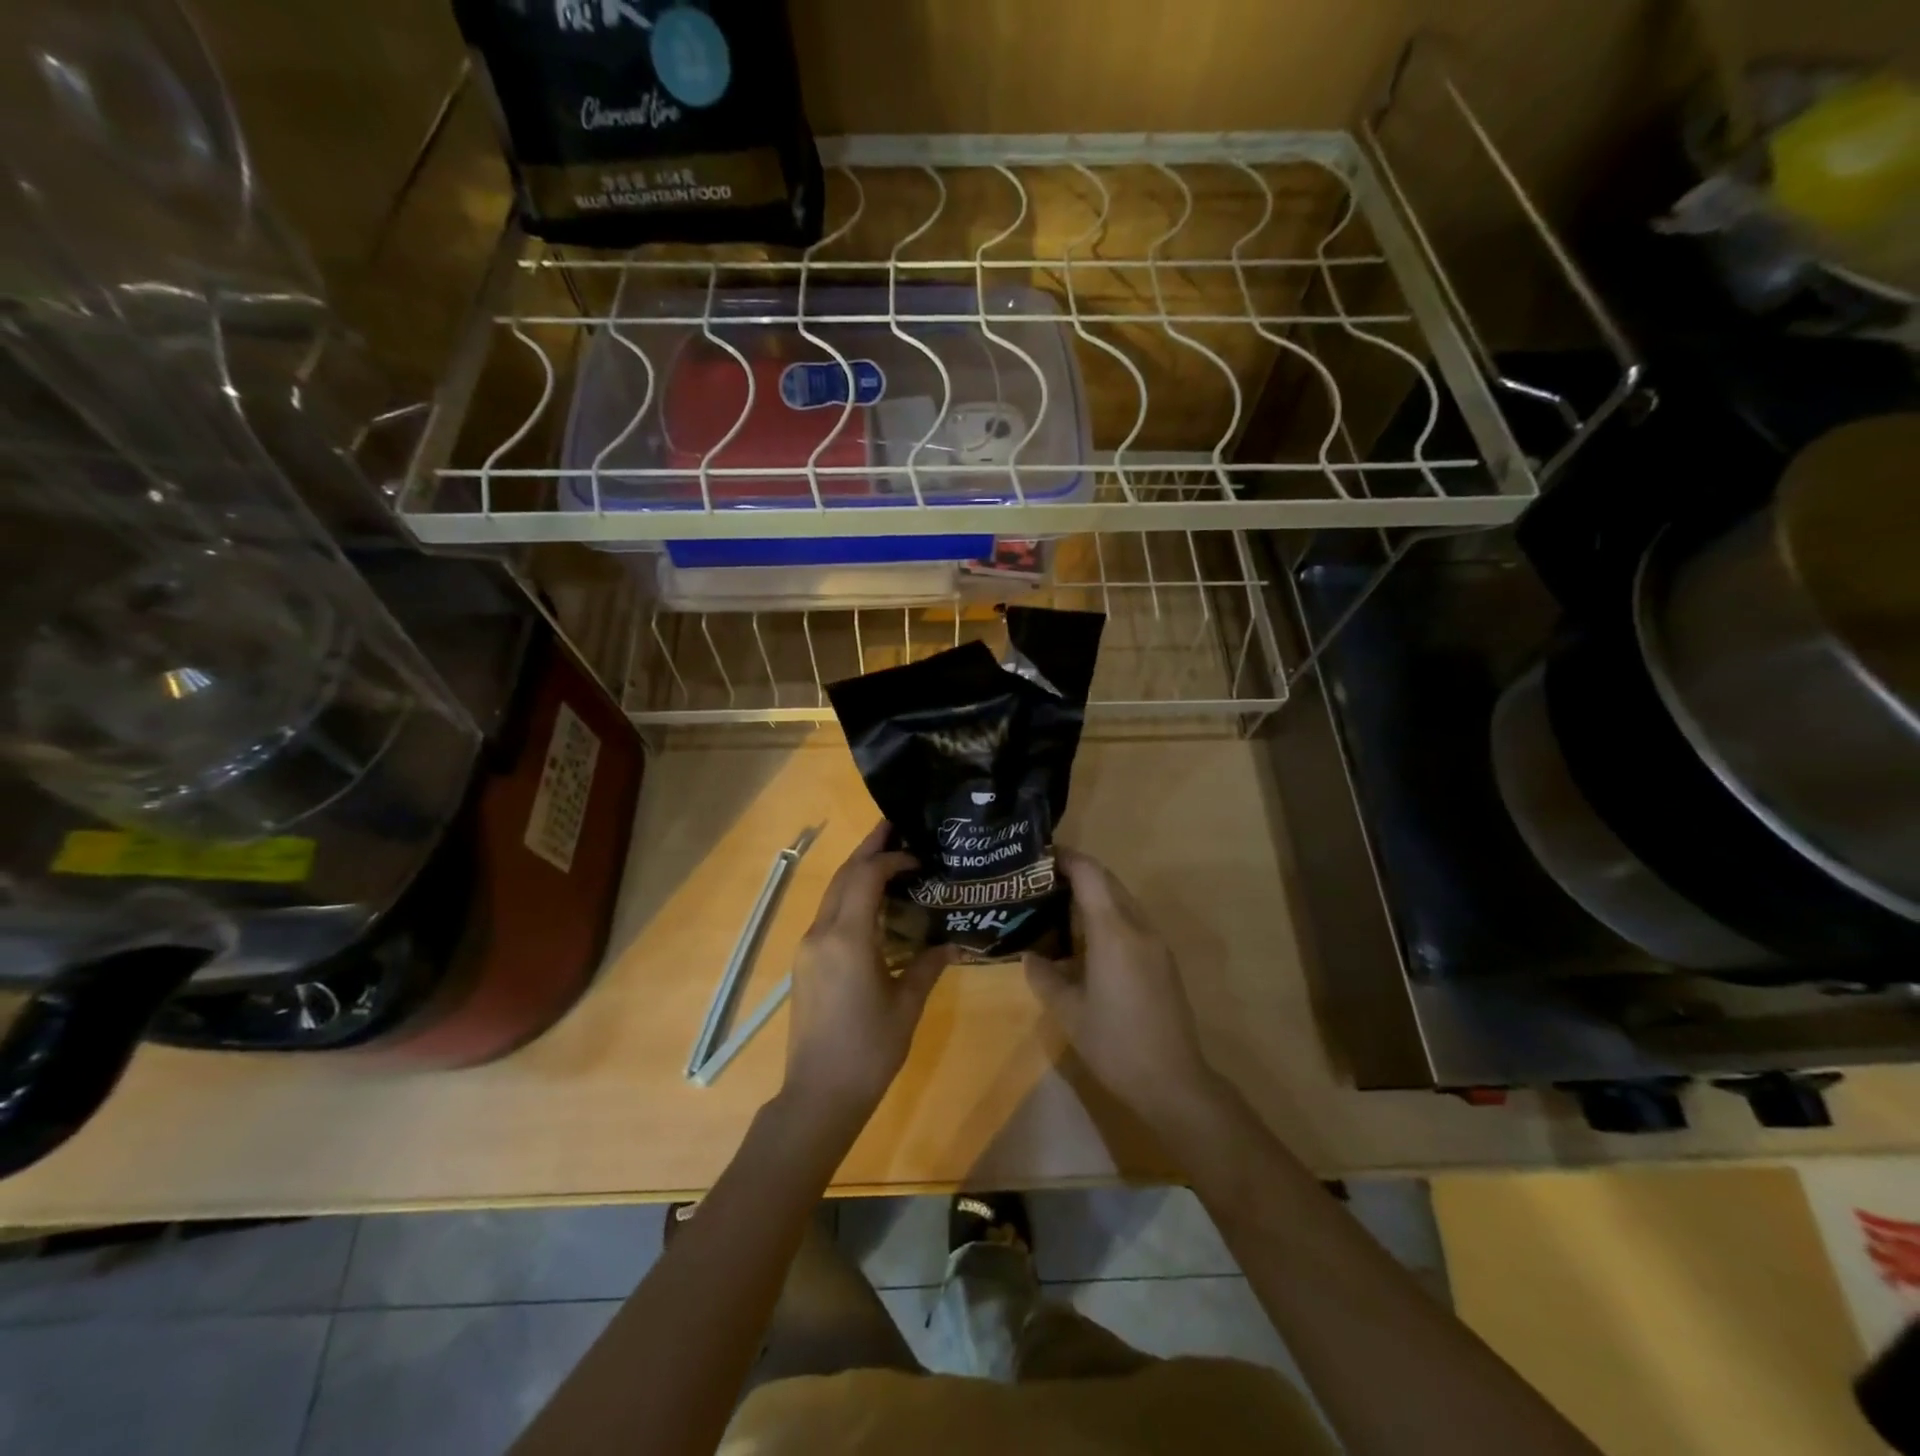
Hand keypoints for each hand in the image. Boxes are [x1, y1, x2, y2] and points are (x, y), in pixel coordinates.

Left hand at [783, 823, 954, 1123]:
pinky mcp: (805, 963)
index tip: (918, 856)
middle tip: (894, 828)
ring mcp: (808, 948)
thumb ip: (928, 966)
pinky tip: (872, 906)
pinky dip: (849, 898)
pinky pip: (828, 916)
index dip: (890, 859)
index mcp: (847, 939)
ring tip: (887, 860)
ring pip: (832, 894)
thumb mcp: (907, 1006)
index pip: (866, 877)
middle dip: (868, 850)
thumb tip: (950, 944)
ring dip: (857, 873)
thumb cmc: (869, 1050)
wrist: (818, 1094)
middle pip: (843, 877)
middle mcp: (821, 934)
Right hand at [1024, 851, 1221, 1130]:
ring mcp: (1155, 943)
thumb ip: (1045, 976)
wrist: (1173, 1082)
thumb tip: (1029, 956)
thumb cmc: (1115, 1044)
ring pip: (1122, 901)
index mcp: (1113, 931)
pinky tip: (1085, 941)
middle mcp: (1138, 927)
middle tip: (1041, 881)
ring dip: (1093, 896)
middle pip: (1108, 882)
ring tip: (1057, 908)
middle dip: (1077, 873)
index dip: (1066, 858)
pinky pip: (1131, 922)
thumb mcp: (1069, 1012)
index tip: (1038, 857)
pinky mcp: (1163, 960)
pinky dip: (1107, 917)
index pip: (1090, 874)